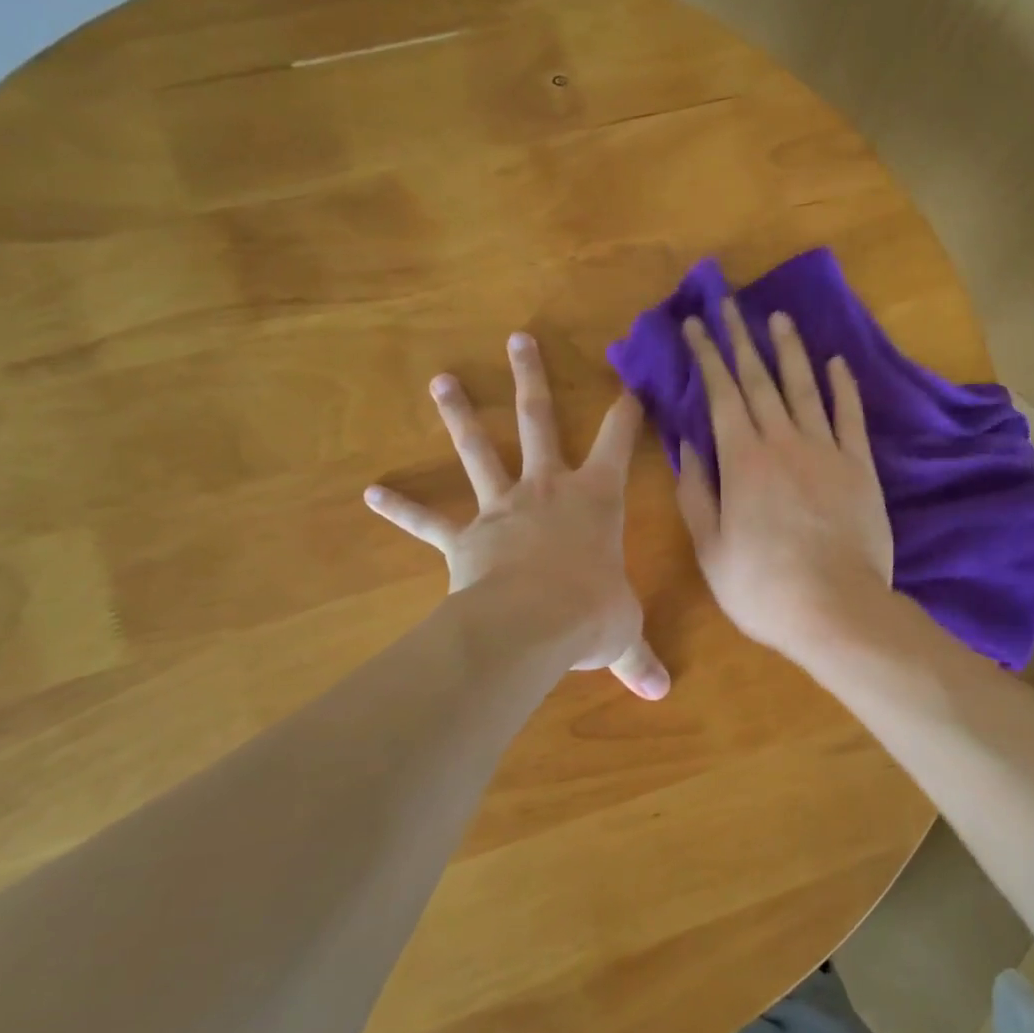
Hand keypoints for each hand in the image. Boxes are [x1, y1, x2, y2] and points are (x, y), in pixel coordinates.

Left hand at [364, 332, 669, 699]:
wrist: (530, 625)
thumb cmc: (590, 613)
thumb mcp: (622, 633)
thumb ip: (638, 658)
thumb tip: (662, 695)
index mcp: (595, 499)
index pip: (618, 442)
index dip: (626, 412)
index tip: (629, 382)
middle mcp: (547, 489)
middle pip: (539, 420)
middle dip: (531, 378)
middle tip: (518, 338)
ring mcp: (501, 508)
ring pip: (479, 450)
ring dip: (461, 414)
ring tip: (441, 380)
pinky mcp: (464, 539)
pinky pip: (428, 521)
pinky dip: (401, 508)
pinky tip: (372, 492)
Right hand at [676, 301, 892, 661]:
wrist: (836, 609)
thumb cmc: (762, 587)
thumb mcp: (710, 547)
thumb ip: (696, 492)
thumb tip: (687, 443)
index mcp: (742, 461)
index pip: (721, 394)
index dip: (708, 356)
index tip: (696, 325)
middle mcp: (783, 442)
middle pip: (760, 380)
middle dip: (741, 339)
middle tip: (730, 303)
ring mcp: (826, 451)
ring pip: (805, 388)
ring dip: (790, 351)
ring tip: (778, 318)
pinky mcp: (860, 467)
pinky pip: (850, 417)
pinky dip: (843, 387)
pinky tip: (836, 363)